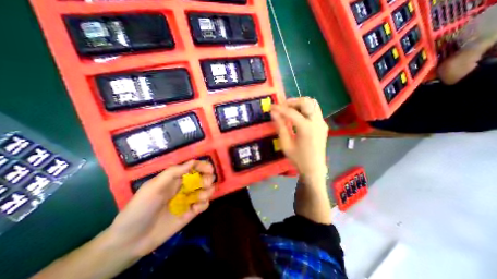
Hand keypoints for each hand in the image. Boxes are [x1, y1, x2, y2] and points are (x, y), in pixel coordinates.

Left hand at [107, 160, 215, 257]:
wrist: (131, 240)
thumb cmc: (141, 207)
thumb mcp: (154, 186)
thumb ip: (173, 172)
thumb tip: (193, 161)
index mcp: (176, 178)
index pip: (194, 167)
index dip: (203, 166)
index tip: (210, 170)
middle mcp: (185, 186)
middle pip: (204, 177)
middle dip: (208, 179)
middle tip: (205, 184)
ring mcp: (189, 199)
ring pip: (207, 190)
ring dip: (207, 192)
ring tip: (198, 199)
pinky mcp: (191, 212)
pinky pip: (205, 204)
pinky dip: (203, 204)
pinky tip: (195, 209)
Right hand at [271, 97, 329, 185]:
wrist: (314, 168)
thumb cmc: (298, 159)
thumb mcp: (286, 144)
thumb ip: (280, 127)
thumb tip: (273, 113)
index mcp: (306, 128)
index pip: (291, 112)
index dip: (280, 108)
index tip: (271, 107)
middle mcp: (317, 122)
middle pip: (306, 102)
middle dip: (292, 102)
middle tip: (282, 107)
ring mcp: (322, 123)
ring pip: (313, 103)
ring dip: (300, 104)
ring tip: (289, 110)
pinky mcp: (323, 125)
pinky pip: (315, 111)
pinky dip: (305, 109)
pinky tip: (298, 116)